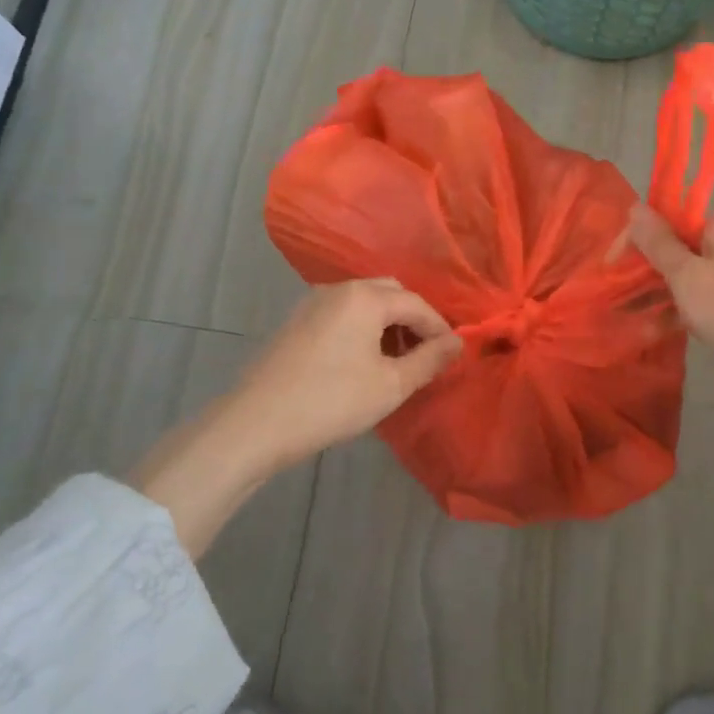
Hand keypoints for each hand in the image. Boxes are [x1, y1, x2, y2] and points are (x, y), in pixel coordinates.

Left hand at [135, 280, 460, 555]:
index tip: (451, 356)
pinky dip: (361, 327)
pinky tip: (361, 361)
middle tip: (423, 355)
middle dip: (412, 319)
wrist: (255, 423)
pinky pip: (342, 312)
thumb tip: (457, 343)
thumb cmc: (331, 402)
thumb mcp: (390, 385)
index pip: (417, 304)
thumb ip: (429, 360)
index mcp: (365, 297)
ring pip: (364, 301)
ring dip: (386, 323)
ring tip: (395, 361)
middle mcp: (339, 289)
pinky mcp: (295, 321)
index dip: (439, 329)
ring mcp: (312, 303)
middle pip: (390, 292)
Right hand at [625, 206, 713, 398]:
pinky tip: (667, 334)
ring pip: (697, 280)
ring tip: (637, 326)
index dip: (639, 243)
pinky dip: (692, 313)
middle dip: (651, 276)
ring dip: (666, 300)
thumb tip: (634, 207)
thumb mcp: (687, 276)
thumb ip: (658, 243)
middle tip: (622, 302)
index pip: (672, 223)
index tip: (612, 269)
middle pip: (684, 251)